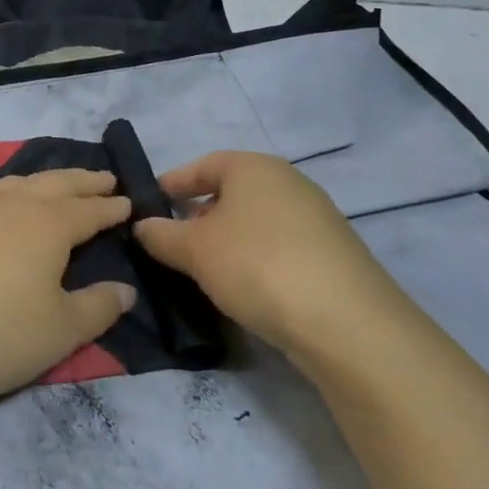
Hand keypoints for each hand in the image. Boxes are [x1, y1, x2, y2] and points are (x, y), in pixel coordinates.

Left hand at [0, 169, 135, 408]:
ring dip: (42, 181)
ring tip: (56, 184)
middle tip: (104, 178)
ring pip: (15, 184)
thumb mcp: (61, 330)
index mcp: (46, 225)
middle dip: (82, 181)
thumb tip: (126, 290)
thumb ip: (98, 307)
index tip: (129, 202)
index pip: (88, 210)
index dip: (110, 207)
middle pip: (53, 184)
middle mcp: (10, 207)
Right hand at [133, 152, 402, 359]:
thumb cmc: (256, 265)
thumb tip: (142, 226)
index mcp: (254, 167)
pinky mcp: (333, 255)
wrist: (346, 323)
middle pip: (232, 191)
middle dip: (199, 214)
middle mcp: (289, 183)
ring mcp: (317, 219)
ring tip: (204, 268)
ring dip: (227, 239)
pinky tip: (244, 287)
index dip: (173, 183)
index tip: (150, 205)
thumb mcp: (193, 250)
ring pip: (256, 221)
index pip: (203, 164)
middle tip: (173, 241)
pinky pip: (279, 246)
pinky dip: (255, 258)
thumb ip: (160, 234)